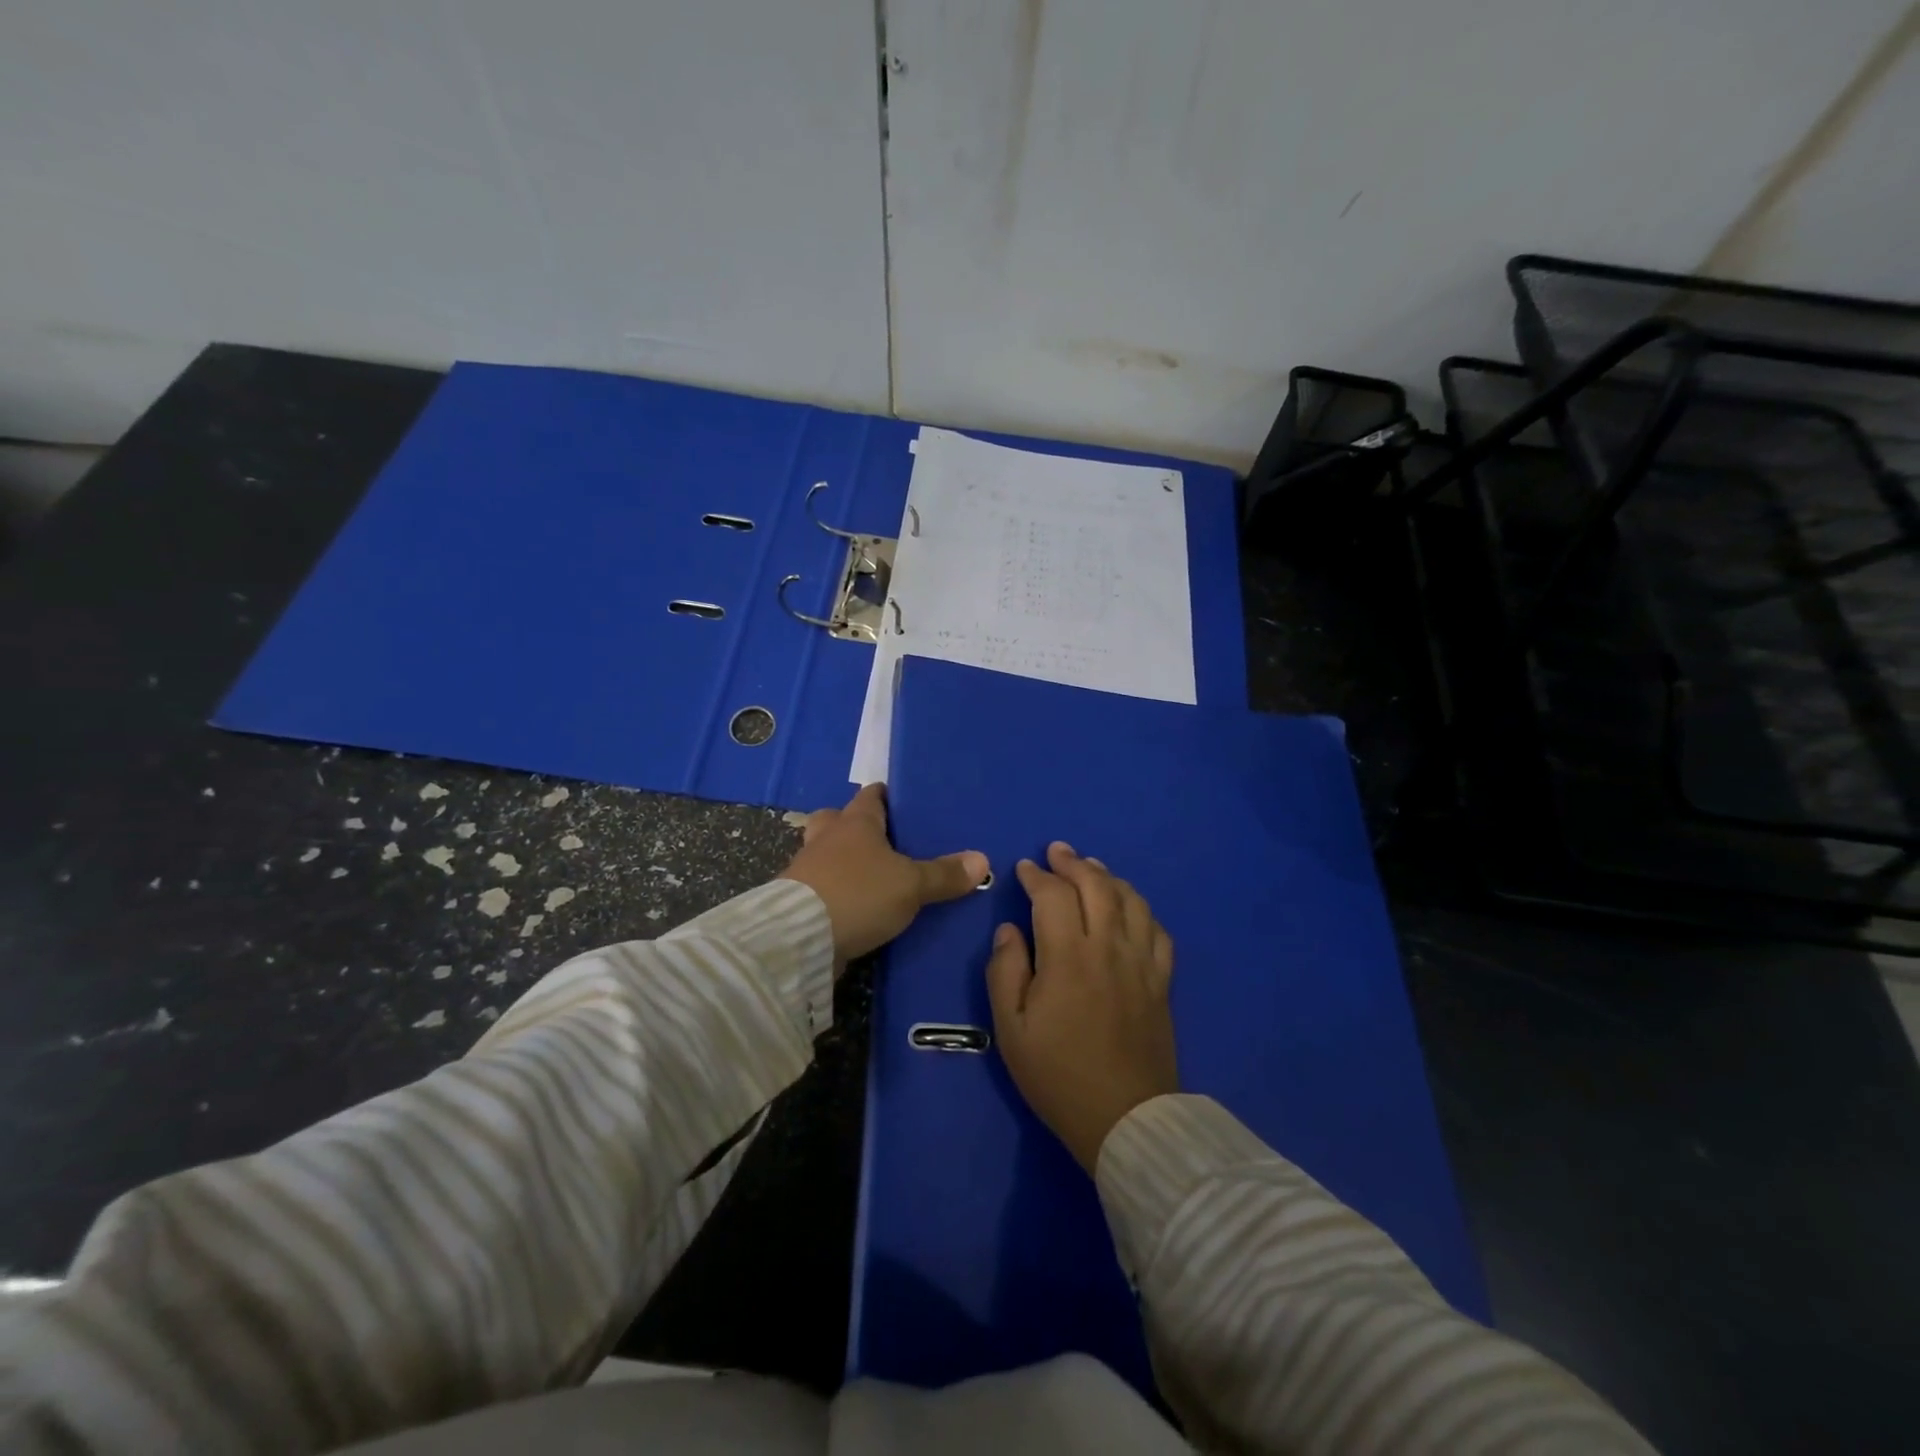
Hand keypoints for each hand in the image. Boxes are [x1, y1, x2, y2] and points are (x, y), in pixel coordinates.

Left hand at [779, 784, 989, 965]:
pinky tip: (853, 904)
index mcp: (856, 822)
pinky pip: (820, 884)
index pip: (871, 795)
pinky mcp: (797, 899)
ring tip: (870, 875)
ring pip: (825, 852)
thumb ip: (944, 874)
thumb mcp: (911, 885)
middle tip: (883, 841)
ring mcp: (807, 867)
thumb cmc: (859, 894)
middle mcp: (827, 837)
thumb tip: (982, 860)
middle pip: (838, 819)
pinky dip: (834, 889)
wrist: (800, 937)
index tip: (903, 802)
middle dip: (856, 825)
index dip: (887, 796)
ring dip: (841, 859)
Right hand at [986, 842, 1178, 1173]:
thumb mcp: (1011, 1029)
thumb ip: (1005, 971)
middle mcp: (1109, 947)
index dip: (1036, 876)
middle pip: (1096, 886)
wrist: (1125, 1119)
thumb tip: (1008, 929)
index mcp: (1068, 956)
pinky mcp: (1161, 981)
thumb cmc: (1058, 1075)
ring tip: (1092, 869)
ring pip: (1131, 900)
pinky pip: (1157, 930)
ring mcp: (1141, 962)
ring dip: (1109, 877)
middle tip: (1057, 851)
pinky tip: (1129, 909)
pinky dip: (1141, 909)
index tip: (1023, 869)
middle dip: (1073, 863)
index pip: (1052, 895)